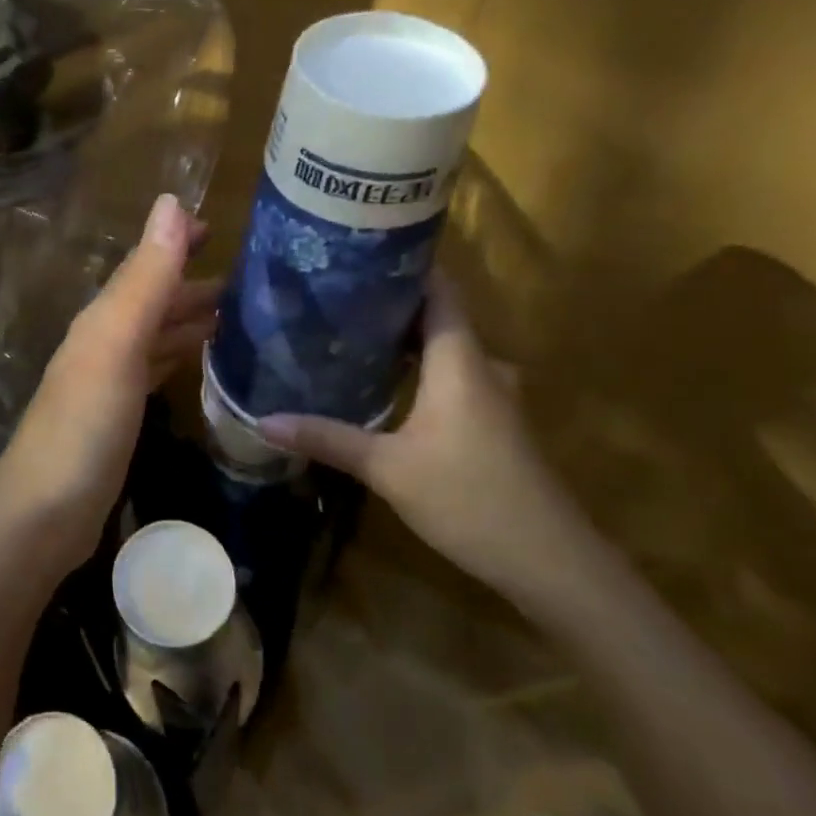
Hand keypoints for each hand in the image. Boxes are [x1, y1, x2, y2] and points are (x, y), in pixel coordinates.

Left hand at [0, 194, 215, 569]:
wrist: (47, 511)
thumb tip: (170, 202)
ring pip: (156, 334)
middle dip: (193, 282)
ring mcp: (110, 381)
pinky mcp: (119, 417)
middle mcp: (105, 341)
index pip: (145, 265)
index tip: (218, 226)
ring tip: (240, 314)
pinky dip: (180, 356)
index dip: (176, 242)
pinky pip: (156, 370)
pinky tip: (202, 361)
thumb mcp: (117, 342)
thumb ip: (145, 278)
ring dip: (190, 318)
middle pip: (153, 299)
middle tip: (251, 278)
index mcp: (105, 318)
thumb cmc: (85, 423)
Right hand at [258, 274, 593, 596]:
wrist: (551, 563)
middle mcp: (480, 366)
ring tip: (346, 332)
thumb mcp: (388, 469)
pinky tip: (380, 382)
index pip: (438, 289)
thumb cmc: (470, 499)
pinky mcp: (492, 423)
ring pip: (442, 350)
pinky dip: (416, 369)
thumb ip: (328, 438)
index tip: (356, 251)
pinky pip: (450, 376)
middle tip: (332, 296)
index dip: (403, 264)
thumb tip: (264, 420)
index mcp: (459, 360)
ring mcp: (491, 396)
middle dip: (387, 303)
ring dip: (401, 339)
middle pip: (435, 316)